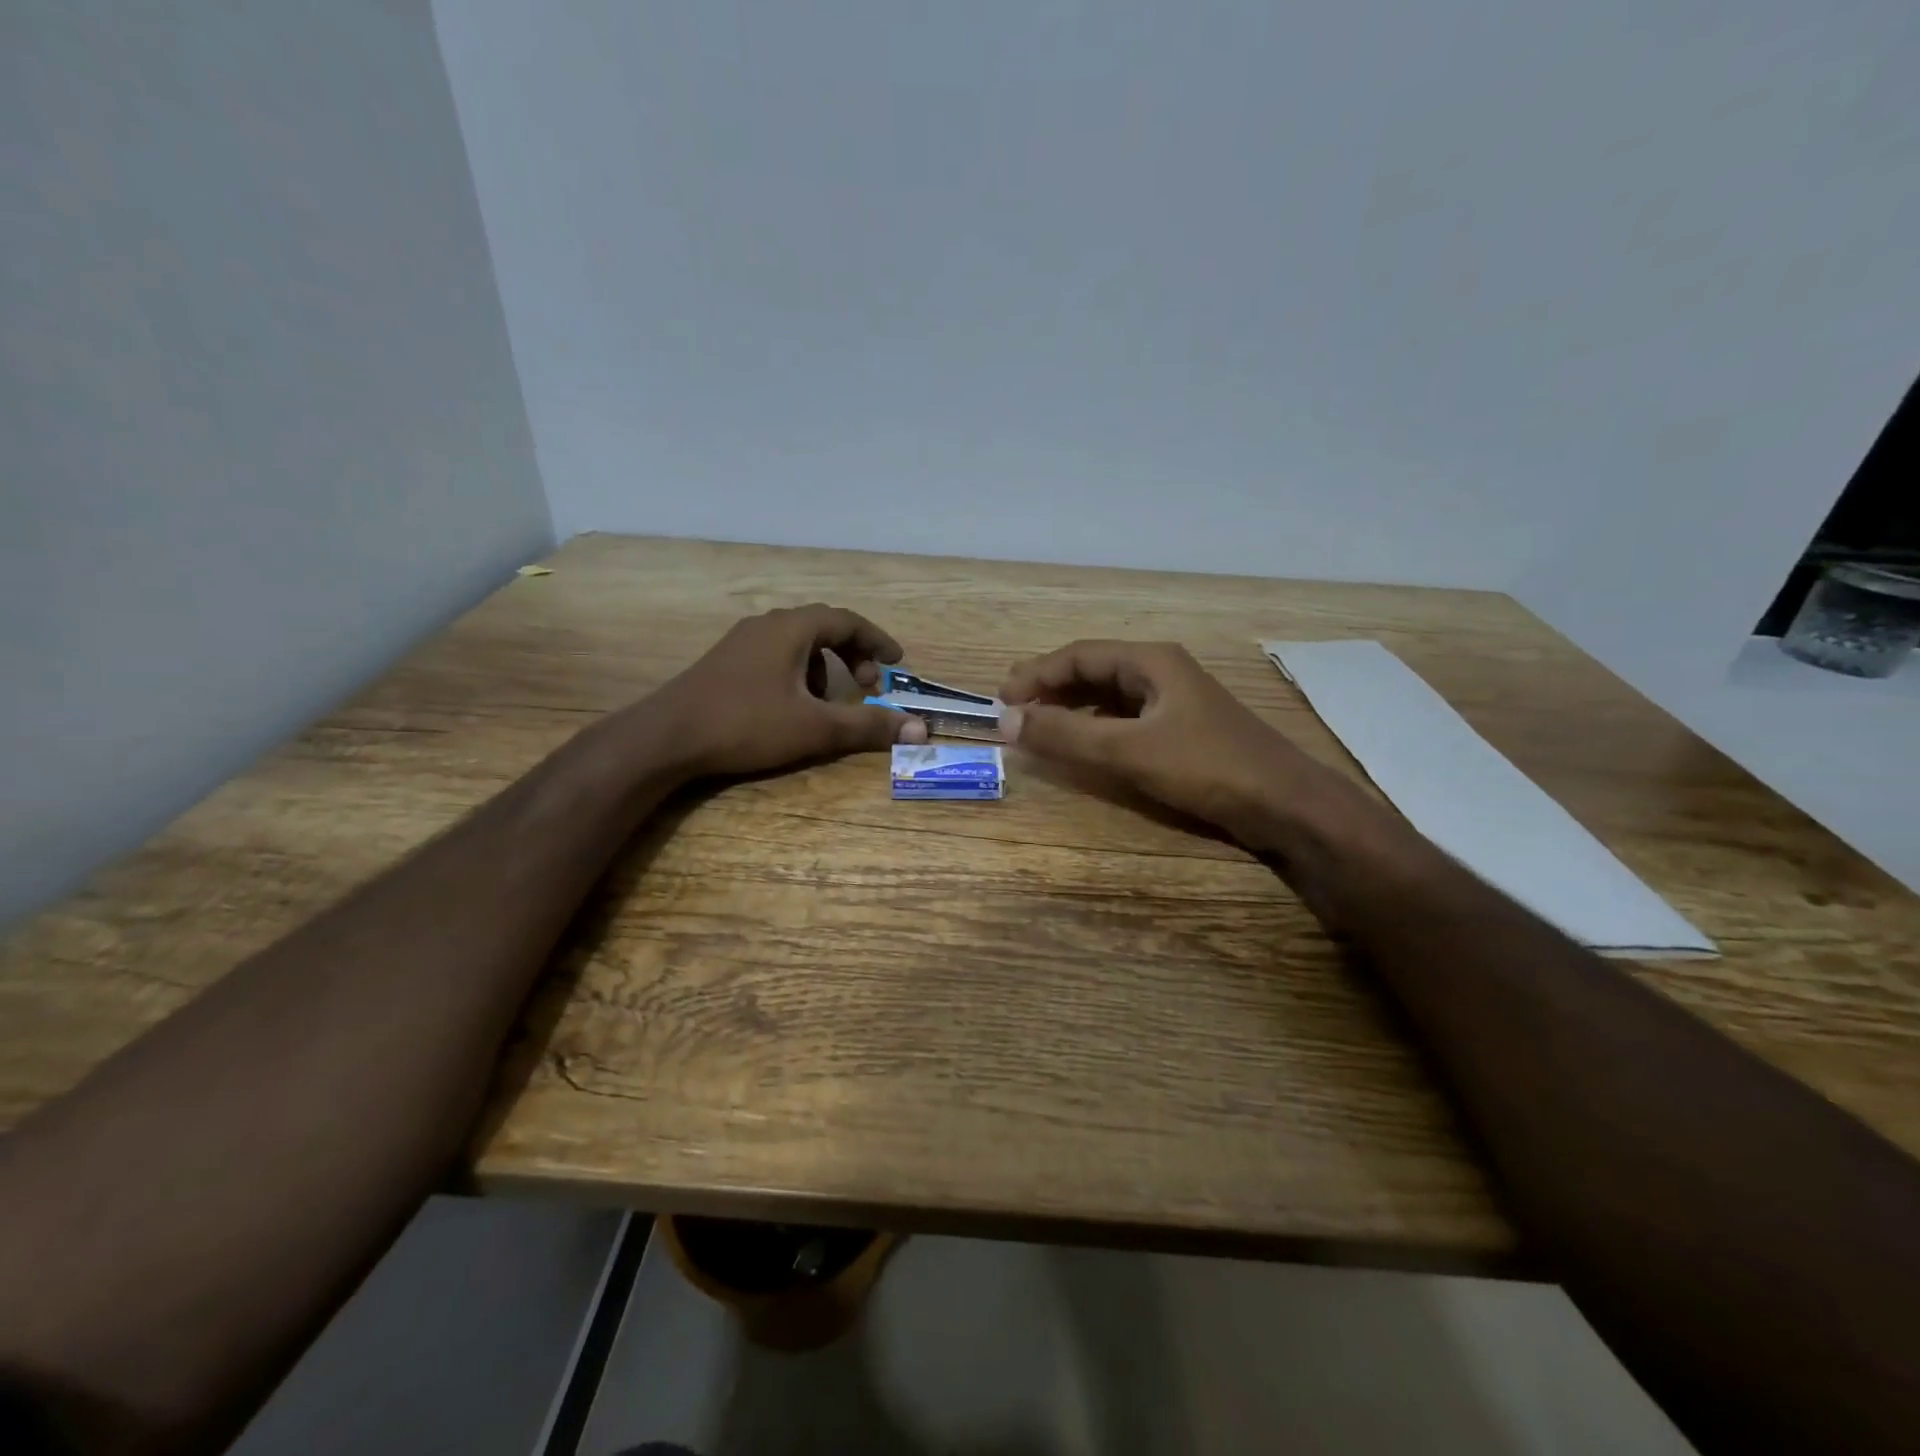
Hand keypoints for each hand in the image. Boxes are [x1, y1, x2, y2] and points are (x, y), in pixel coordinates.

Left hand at [652, 605, 928, 777]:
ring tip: (827, 702)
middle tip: (868, 685)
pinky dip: (797, 673)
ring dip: (824, 667)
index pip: (847, 620)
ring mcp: (740, 642)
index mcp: (791, 629)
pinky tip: (789, 707)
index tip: (897, 662)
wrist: (666, 737)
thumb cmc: (746, 724)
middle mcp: (766, 625)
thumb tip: (918, 729)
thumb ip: (868, 726)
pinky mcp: (724, 663)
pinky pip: (774, 656)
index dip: (877, 640)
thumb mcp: (815, 728)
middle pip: (822, 627)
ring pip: (797, 643)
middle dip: (852, 654)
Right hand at [999, 640, 1334, 842]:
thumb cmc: (1207, 767)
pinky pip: (1127, 718)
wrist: (1286, 805)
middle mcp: (1162, 671)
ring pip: (1110, 695)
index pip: (1079, 655)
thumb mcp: (1128, 751)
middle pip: (1094, 670)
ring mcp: (1176, 701)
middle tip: (1013, 711)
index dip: (1036, 674)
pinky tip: (1085, 744)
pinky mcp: (1184, 730)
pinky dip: (1097, 727)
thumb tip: (1007, 721)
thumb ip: (1066, 735)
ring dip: (1072, 707)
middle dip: (1051, 687)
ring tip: (1039, 725)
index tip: (1001, 700)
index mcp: (1151, 661)